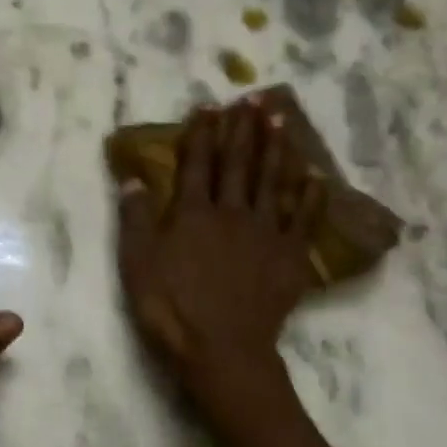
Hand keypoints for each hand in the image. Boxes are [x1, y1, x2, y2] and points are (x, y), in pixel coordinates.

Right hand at [116, 101, 319, 400]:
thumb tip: (132, 180)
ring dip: (277, 148)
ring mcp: (266, 232)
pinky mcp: (290, 256)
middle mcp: (232, 212)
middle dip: (244, 129)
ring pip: (273, 181)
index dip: (202, 133)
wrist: (222, 348)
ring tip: (281, 120)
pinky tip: (314, 177)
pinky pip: (303, 218)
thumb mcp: (137, 265)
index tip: (210, 106)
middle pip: (239, 163)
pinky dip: (310, 196)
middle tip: (254, 98)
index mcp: (193, 213)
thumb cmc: (171, 308)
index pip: (197, 163)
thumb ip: (135, 220)